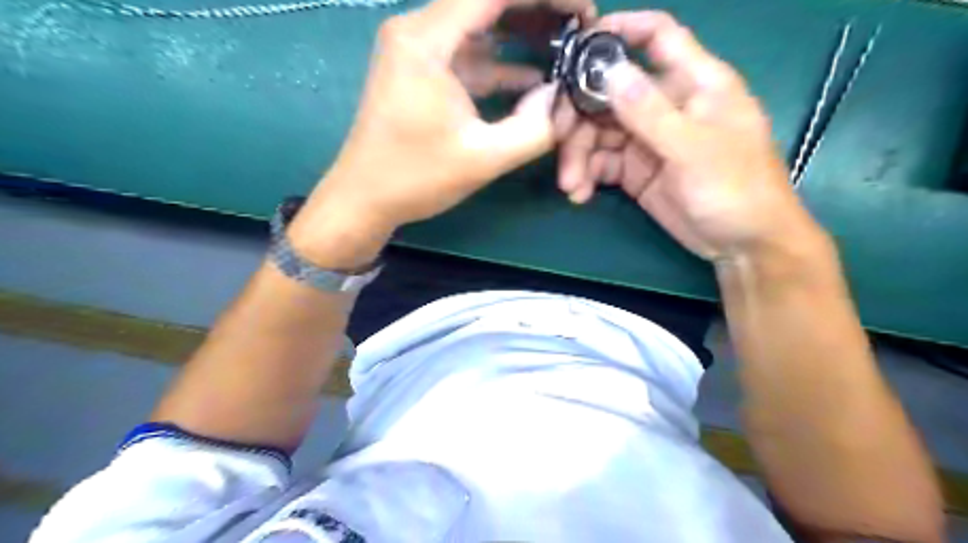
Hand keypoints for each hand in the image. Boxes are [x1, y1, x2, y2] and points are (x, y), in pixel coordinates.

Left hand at [293, 0, 598, 266]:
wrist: (364, 198)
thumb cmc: (415, 178)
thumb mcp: (484, 158)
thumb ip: (534, 128)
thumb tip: (560, 99)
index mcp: (427, 41)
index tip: (583, 12)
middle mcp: (418, 31)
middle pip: (486, 0)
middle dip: (538, 9)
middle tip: (580, 28)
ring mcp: (418, 50)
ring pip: (479, 24)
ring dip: (522, 31)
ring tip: (566, 46)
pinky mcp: (422, 72)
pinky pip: (468, 53)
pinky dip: (501, 61)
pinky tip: (534, 76)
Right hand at [555, 10, 818, 259]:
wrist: (742, 244)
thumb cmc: (736, 188)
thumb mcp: (694, 149)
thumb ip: (652, 112)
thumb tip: (611, 72)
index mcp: (694, 83)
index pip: (658, 38)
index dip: (621, 30)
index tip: (579, 44)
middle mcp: (665, 106)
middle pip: (610, 94)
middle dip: (580, 118)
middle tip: (560, 145)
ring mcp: (647, 140)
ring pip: (599, 133)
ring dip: (578, 157)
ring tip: (571, 185)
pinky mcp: (635, 171)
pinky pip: (601, 164)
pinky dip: (586, 177)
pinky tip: (579, 194)